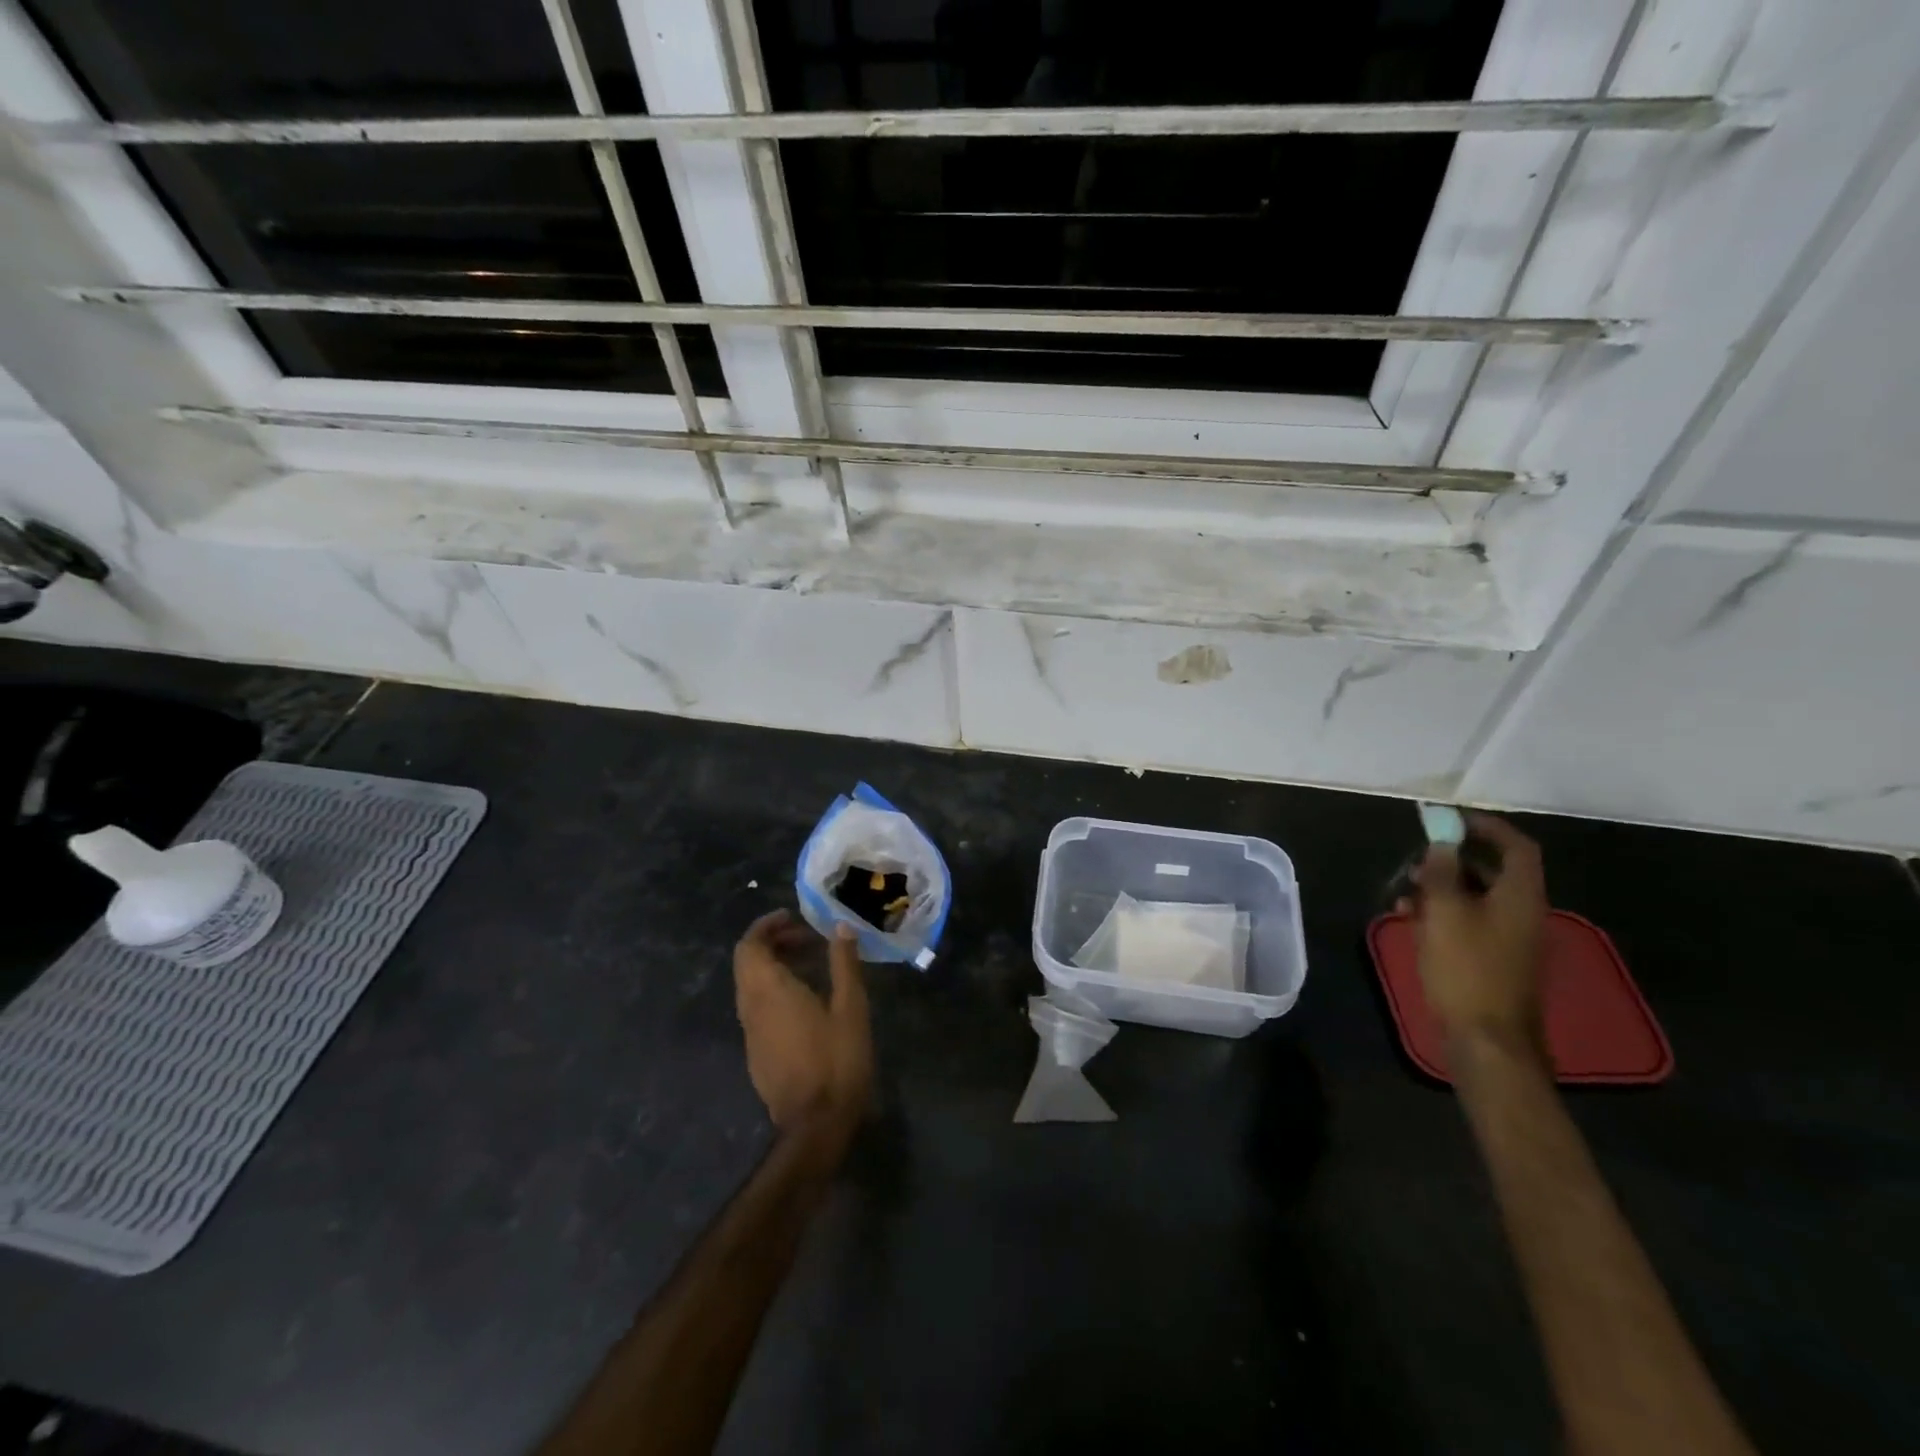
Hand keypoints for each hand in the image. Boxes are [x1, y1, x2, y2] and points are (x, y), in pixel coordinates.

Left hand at [733, 911, 871, 1145]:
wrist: (815, 1126)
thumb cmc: (836, 1060)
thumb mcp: (851, 1007)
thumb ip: (843, 964)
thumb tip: (841, 927)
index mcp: (769, 990)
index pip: (749, 945)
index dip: (766, 926)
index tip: (792, 916)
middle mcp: (751, 1007)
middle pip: (747, 963)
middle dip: (772, 942)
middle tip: (807, 938)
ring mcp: (750, 1033)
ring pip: (750, 986)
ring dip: (774, 966)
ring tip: (811, 964)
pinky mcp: (756, 1054)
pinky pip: (757, 1008)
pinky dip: (774, 990)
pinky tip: (806, 1000)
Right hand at [1402, 814, 1548, 1063]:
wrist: (1487, 1039)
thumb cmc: (1466, 968)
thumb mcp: (1444, 912)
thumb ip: (1441, 872)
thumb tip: (1442, 842)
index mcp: (1520, 896)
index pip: (1517, 846)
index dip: (1487, 827)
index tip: (1452, 820)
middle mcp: (1523, 912)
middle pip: (1494, 870)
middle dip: (1453, 859)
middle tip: (1417, 858)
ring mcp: (1511, 938)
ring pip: (1477, 897)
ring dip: (1442, 887)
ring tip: (1404, 892)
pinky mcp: (1494, 959)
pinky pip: (1470, 921)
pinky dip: (1443, 913)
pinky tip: (1411, 920)